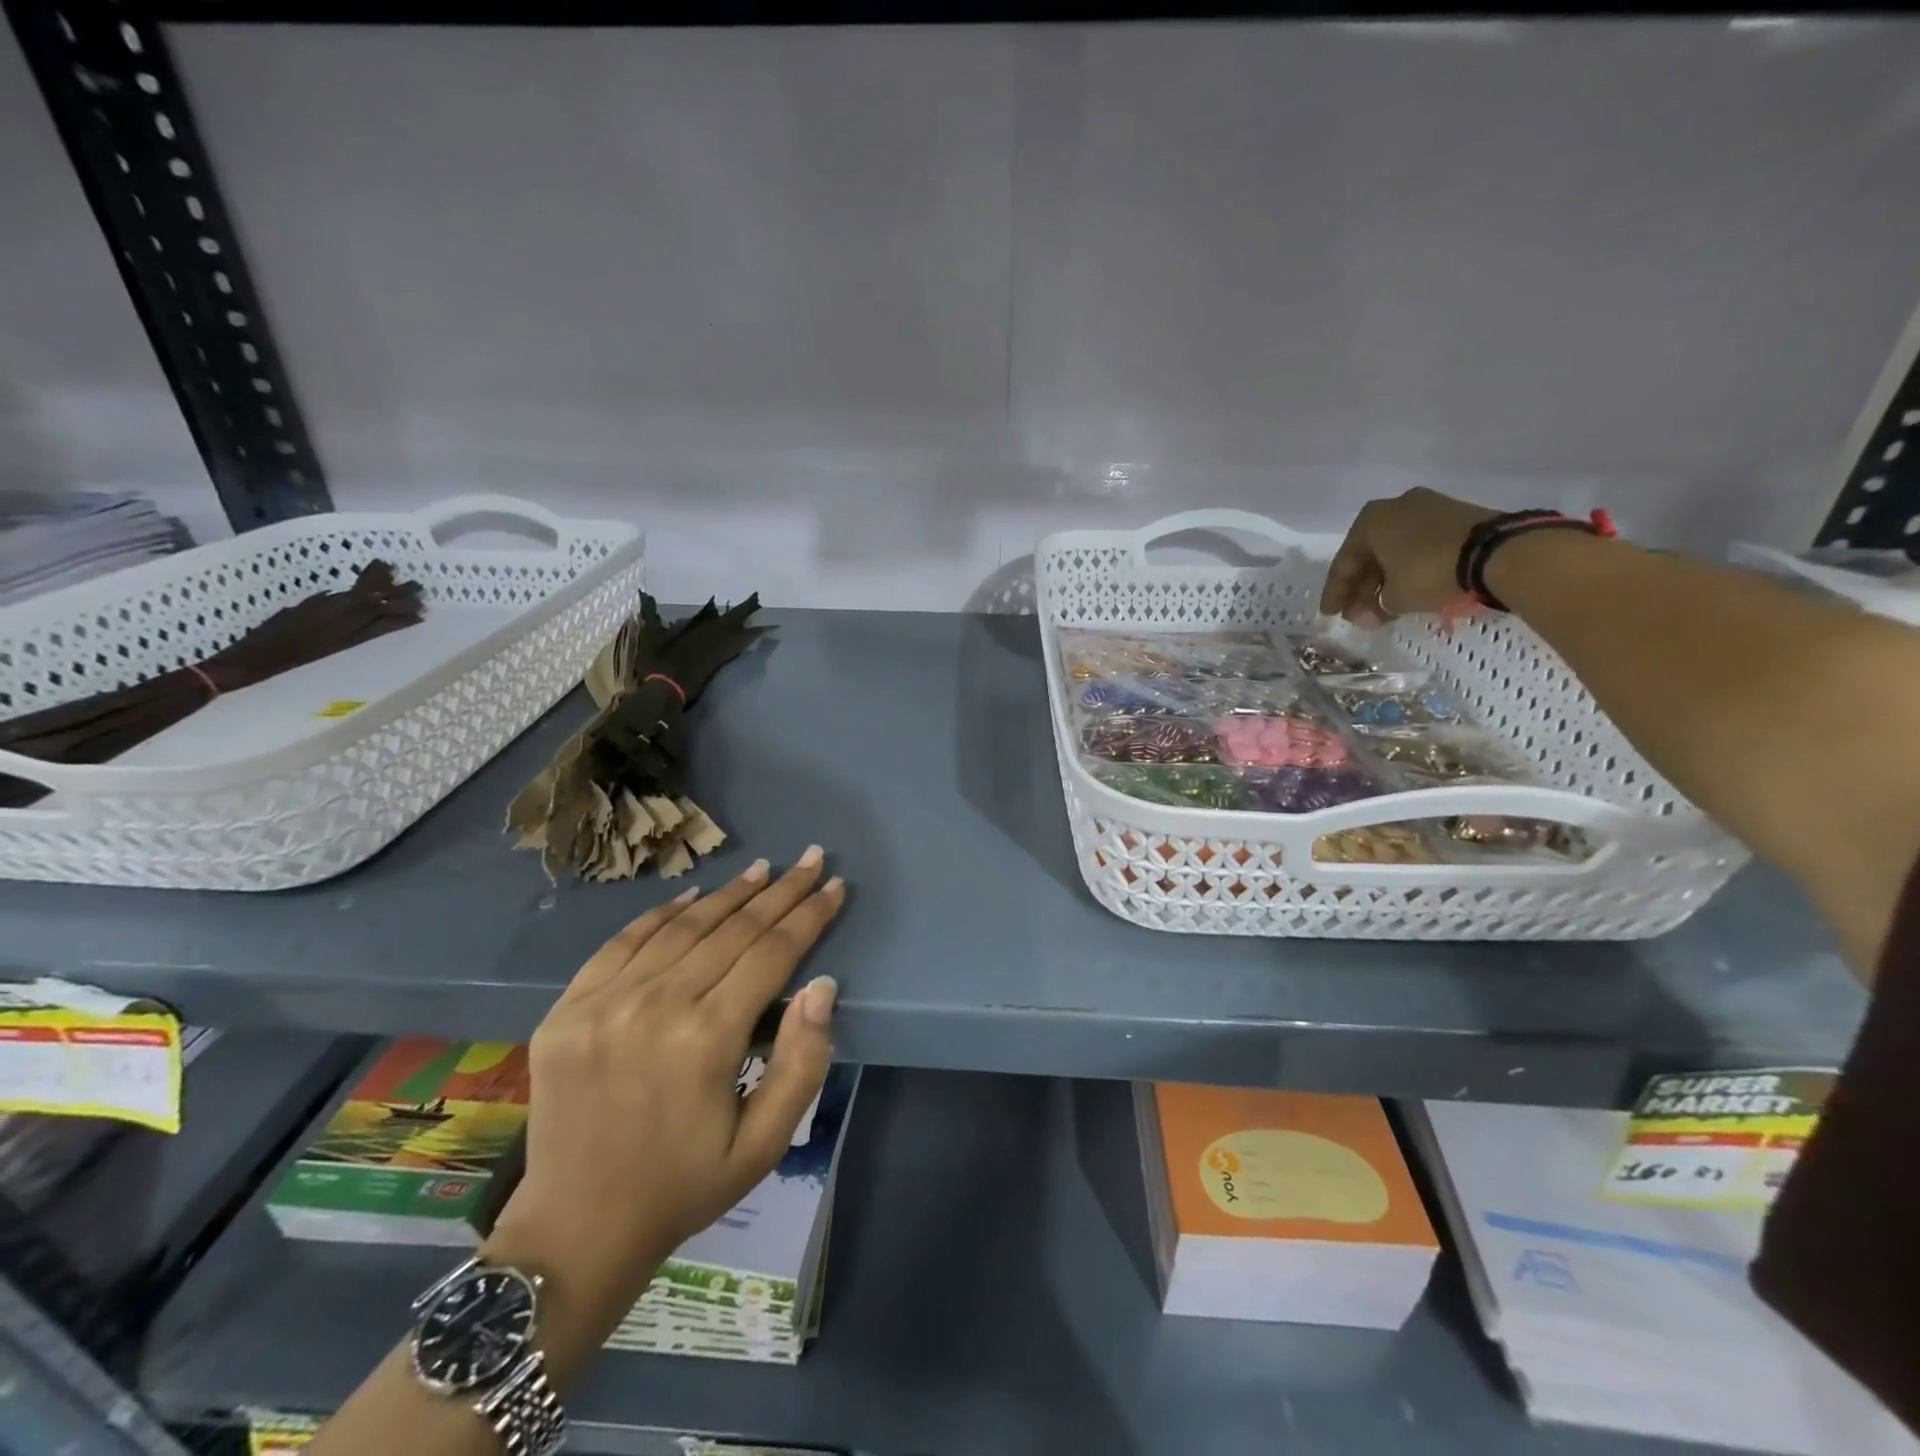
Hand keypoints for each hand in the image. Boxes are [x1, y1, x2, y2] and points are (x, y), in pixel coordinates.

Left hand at [487, 851, 844, 1314]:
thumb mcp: (765, 1143)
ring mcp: (604, 1002)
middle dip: (780, 891)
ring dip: (728, 894)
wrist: (575, 1230)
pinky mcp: (568, 1008)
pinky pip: (623, 942)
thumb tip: (823, 986)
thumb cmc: (685, 1186)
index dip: (809, 916)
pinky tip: (692, 897)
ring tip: (762, 869)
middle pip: (733, 930)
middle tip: (809, 859)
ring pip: (682, 926)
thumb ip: (802, 1062)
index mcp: (706, 1039)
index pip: (772, 954)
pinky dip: (662, 914)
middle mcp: (656, 1006)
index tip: (835, 886)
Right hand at [1318, 487, 1498, 625]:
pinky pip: (1420, 547)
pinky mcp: (1457, 517)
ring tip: (1382, 608)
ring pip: (1395, 551)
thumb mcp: (1394, 597)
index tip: (1330, 615)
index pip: (1344, 562)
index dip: (1335, 593)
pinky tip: (1407, 591)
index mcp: (1371, 519)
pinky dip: (1409, 569)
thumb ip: (1374, 607)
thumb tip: (1366, 617)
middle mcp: (1396, 507)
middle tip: (1356, 615)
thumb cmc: (1429, 571)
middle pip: (1370, 554)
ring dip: (1385, 580)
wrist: (1498, 553)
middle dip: (1362, 588)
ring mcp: (1429, 509)